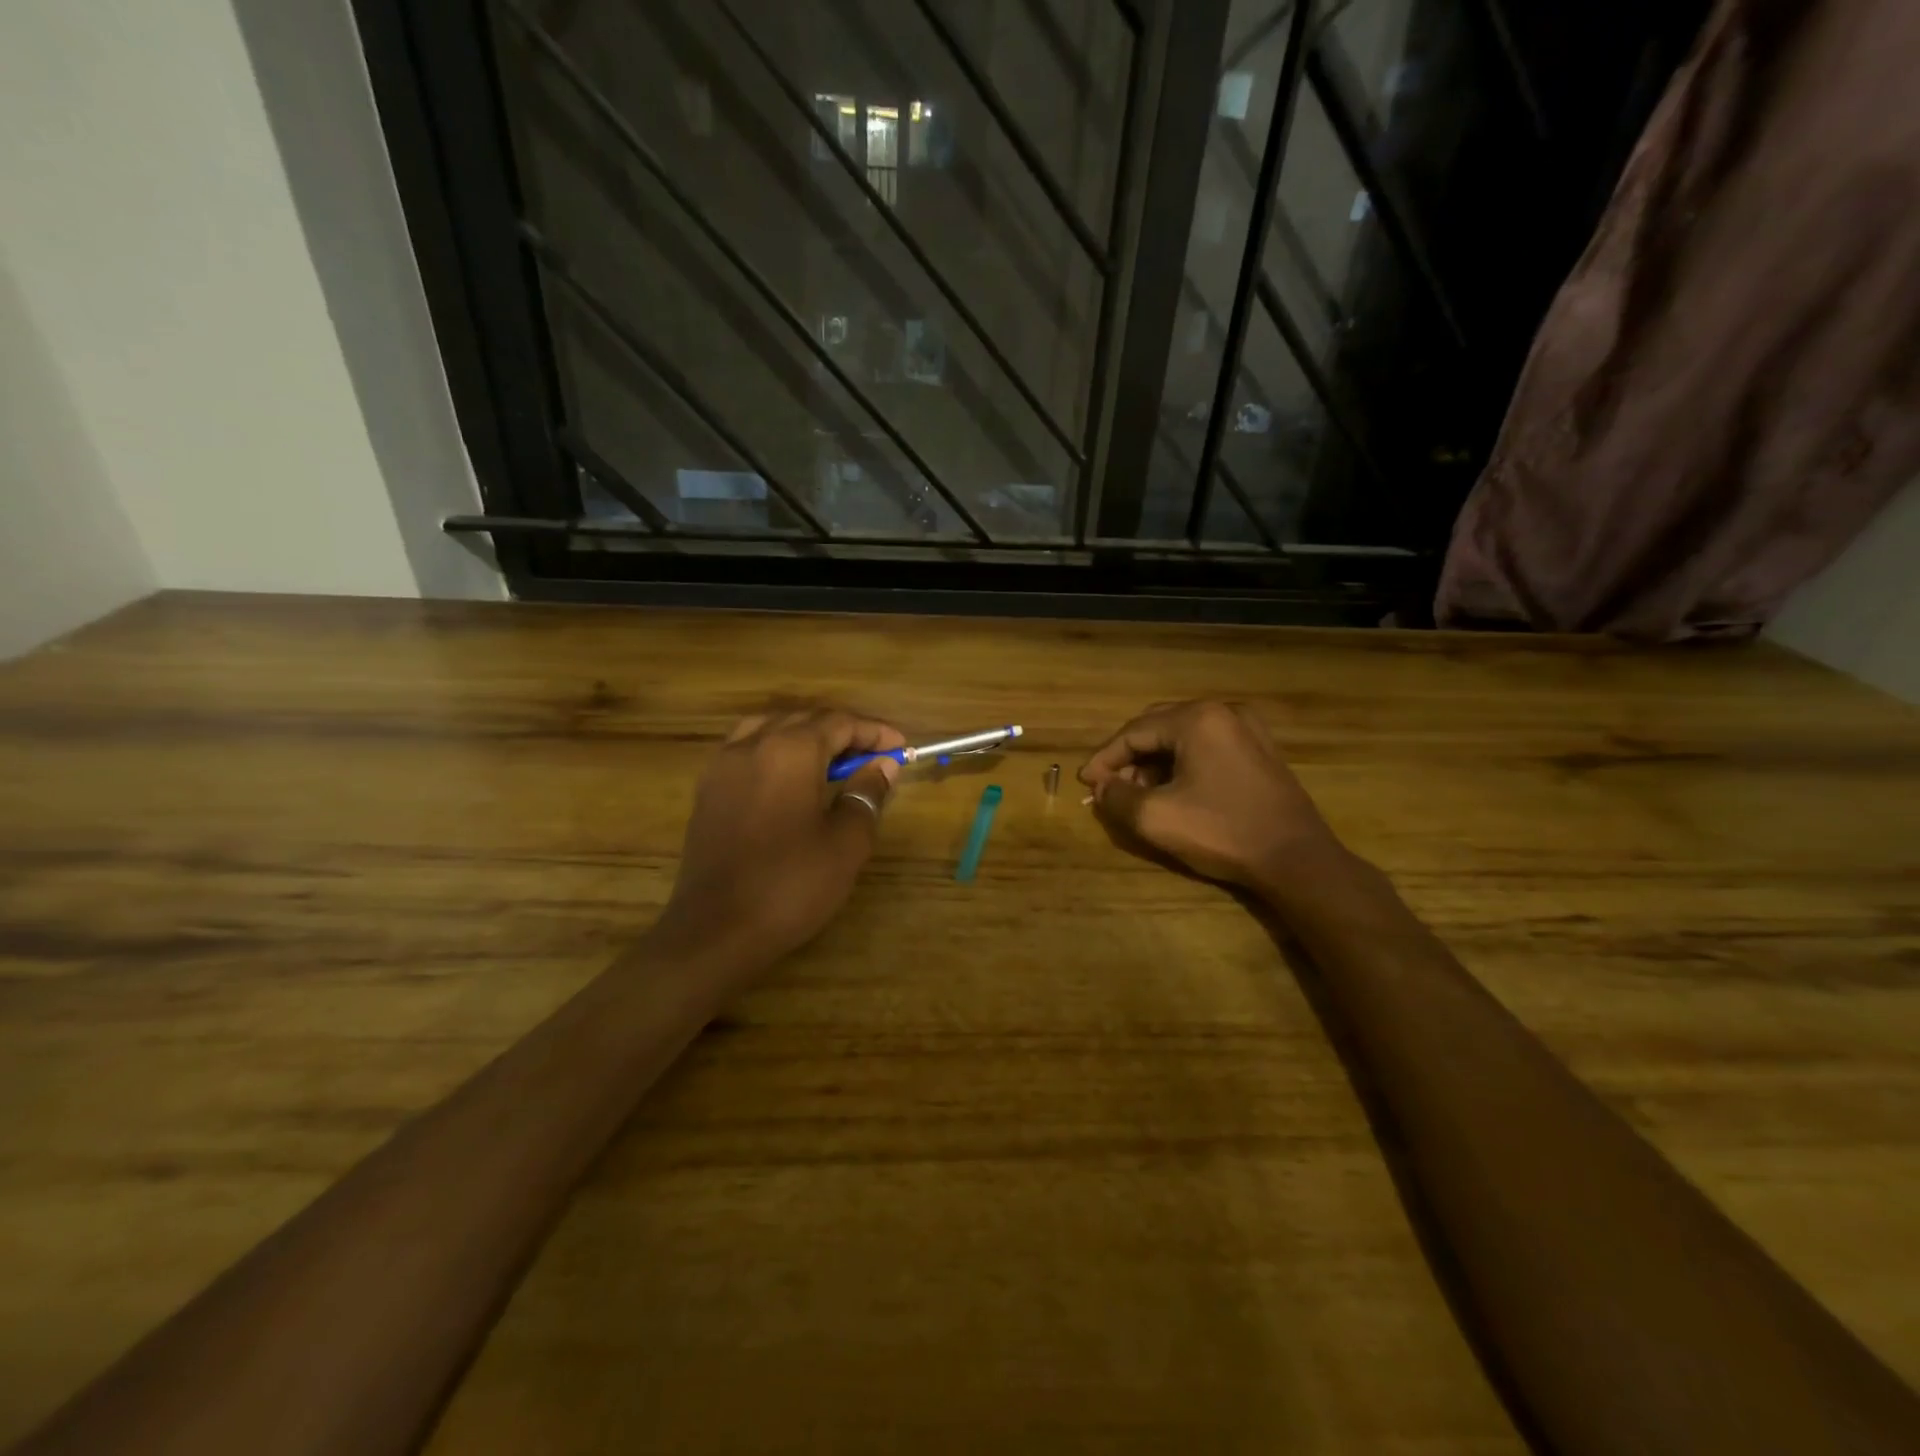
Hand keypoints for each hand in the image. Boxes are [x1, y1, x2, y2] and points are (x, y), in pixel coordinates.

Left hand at [659, 709, 904, 962]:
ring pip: (770, 728)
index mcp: (791, 750)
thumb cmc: (791, 884)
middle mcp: (753, 745)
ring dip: (805, 735)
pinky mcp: (707, 790)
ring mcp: (723, 766)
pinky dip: (775, 749)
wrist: (717, 930)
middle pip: (804, 719)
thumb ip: (867, 795)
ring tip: (830, 760)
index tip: (900, 748)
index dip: (874, 732)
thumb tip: (882, 767)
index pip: (840, 722)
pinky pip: (746, 749)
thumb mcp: (846, 843)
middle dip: (843, 731)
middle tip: (872, 757)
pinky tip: (788, 778)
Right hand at [1078, 700, 1341, 893]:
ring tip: (1139, 795)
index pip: (1134, 732)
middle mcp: (1223, 712)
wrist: (1297, 859)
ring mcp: (1248, 729)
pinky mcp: (1261, 751)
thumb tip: (1102, 787)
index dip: (1105, 758)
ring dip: (1155, 763)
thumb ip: (1117, 797)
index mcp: (1197, 719)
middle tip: (1110, 787)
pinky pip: (1207, 747)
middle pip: (1158, 727)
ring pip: (1183, 738)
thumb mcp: (1156, 818)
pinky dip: (1182, 764)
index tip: (1085, 782)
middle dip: (1129, 758)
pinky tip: (1173, 791)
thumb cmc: (1222, 832)